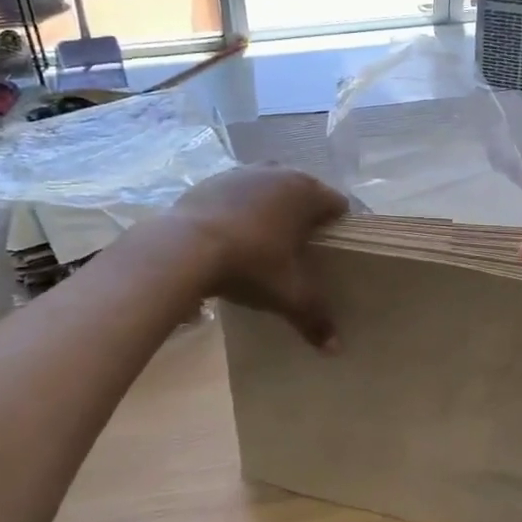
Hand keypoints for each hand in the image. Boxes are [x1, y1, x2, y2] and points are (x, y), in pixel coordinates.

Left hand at [172, 166, 347, 348]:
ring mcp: (242, 173)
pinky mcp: (212, 180)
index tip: (332, 248)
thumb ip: (314, 317)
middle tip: (299, 249)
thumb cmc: (249, 264)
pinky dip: (240, 209)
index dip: (338, 226)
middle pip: (303, 192)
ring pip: (269, 189)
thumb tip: (336, 349)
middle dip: (304, 216)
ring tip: (265, 241)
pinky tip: (231, 235)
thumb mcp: (287, 295)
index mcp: (306, 193)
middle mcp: (278, 172)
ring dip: (271, 208)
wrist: (184, 247)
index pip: (337, 204)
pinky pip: (237, 193)